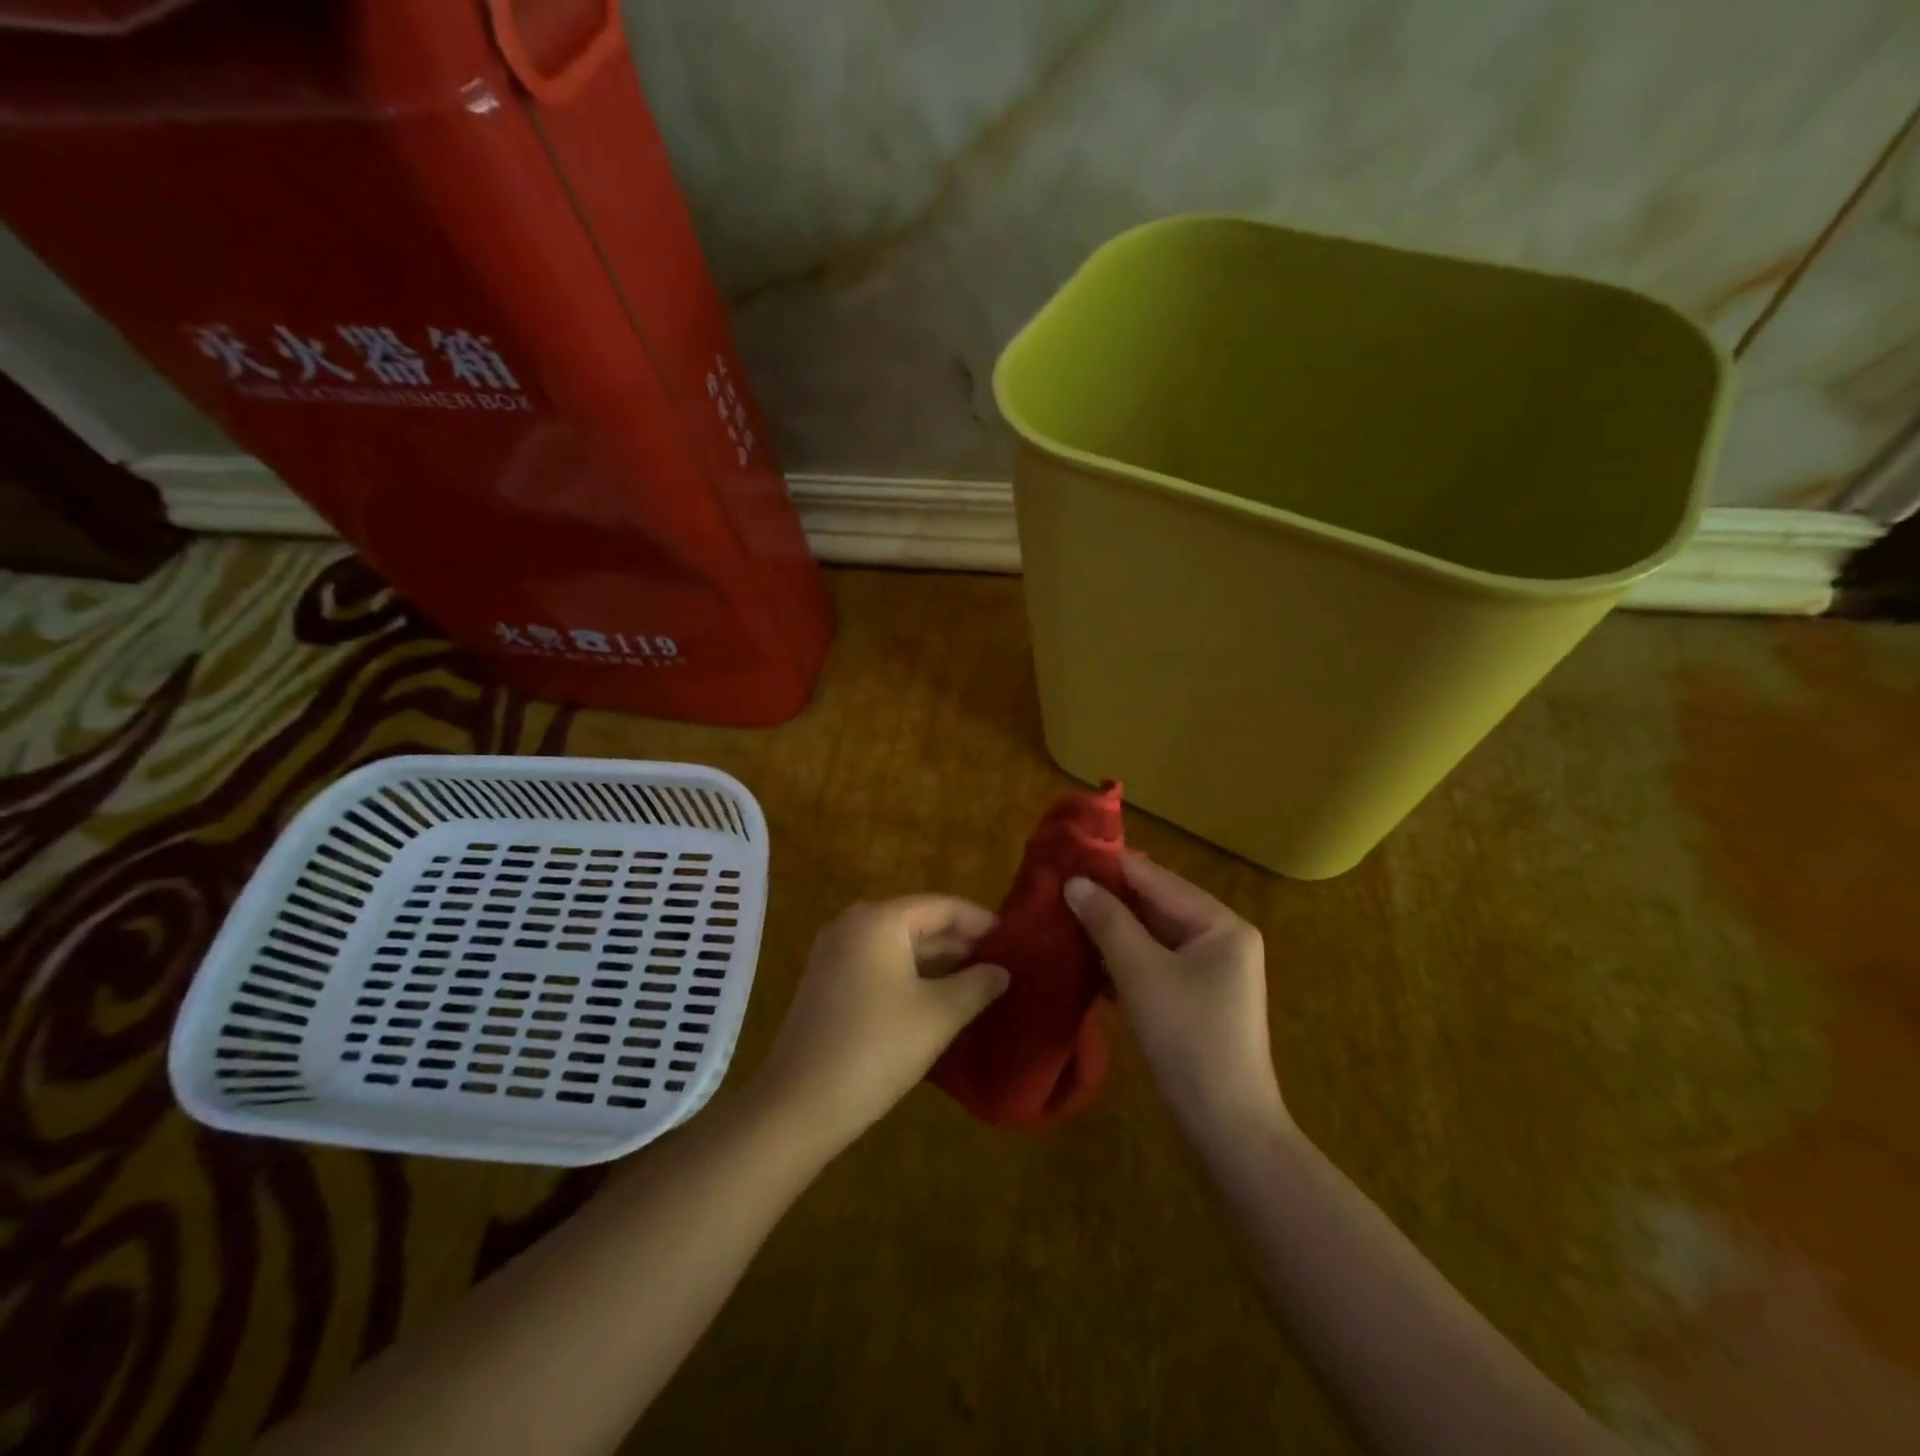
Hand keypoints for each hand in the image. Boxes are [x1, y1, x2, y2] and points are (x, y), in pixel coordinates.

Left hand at [748, 896, 1009, 1150]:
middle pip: (920, 922)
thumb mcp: (938, 1015)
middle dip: (962, 945)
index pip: (944, 906)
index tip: (1017, 943)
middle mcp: (854, 925)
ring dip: (940, 963)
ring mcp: (836, 953)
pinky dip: (913, 977)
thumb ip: (977, 985)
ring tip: (982, 984)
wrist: (798, 1105)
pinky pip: (881, 965)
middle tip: (1005, 967)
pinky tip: (942, 1000)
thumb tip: (1002, 971)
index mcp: (879, 919)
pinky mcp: (829, 982)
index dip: (982, 923)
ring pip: (901, 946)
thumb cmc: (875, 1049)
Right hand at [1065, 857, 1287, 1144]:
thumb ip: (1108, 921)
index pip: (1157, 880)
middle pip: (1155, 906)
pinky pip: (1154, 965)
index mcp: (1221, 924)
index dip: (1110, 866)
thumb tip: (1074, 882)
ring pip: (1151, 937)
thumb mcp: (1141, 973)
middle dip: (1107, 900)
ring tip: (1061, 917)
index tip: (1065, 854)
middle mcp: (1221, 939)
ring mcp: (1209, 972)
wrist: (1226, 1127)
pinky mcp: (1194, 1000)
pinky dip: (1122, 960)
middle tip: (1056, 888)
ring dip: (1110, 931)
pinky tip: (1084, 958)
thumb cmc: (1187, 1038)